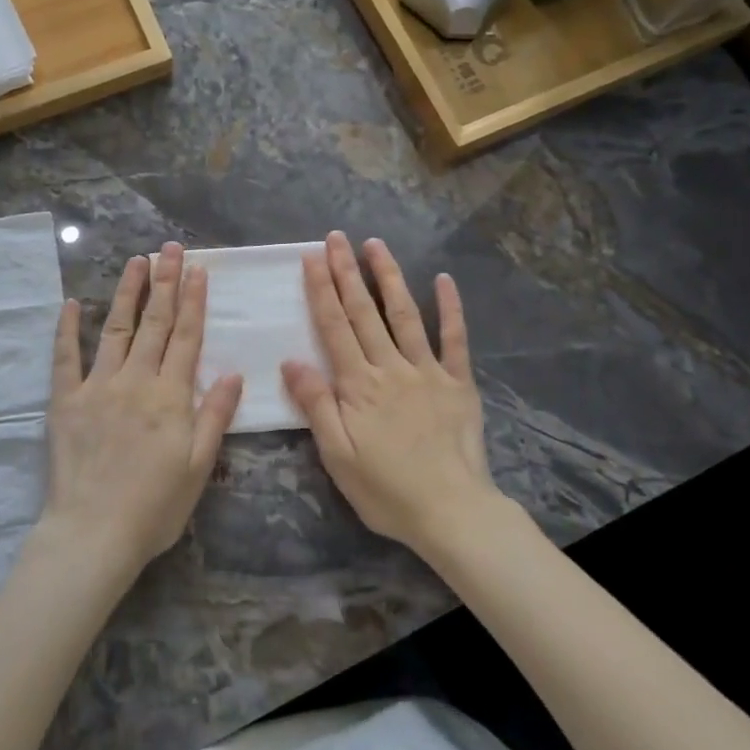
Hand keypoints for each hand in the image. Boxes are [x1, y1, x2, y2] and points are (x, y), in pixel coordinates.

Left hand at [41, 242, 242, 572]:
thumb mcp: (199, 466)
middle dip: (165, 282)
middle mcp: (136, 380)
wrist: (94, 533)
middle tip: (170, 248)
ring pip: (115, 328)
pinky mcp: (66, 400)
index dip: (193, 301)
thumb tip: (235, 373)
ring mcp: (98, 386)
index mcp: (170, 396)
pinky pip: (65, 357)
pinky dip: (66, 329)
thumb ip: (215, 416)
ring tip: (136, 261)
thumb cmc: (155, 507)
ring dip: (127, 292)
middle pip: (155, 323)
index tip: (198, 269)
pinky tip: (70, 304)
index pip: (186, 337)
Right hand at [281, 232, 500, 557]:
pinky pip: (455, 339)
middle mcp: (391, 367)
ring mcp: (428, 371)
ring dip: (389, 277)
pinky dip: (451, 308)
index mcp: (359, 385)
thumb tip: (291, 361)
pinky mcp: (458, 383)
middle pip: (364, 312)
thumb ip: (316, 405)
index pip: (334, 328)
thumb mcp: (337, 456)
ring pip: (405, 315)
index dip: (321, 290)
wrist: (452, 513)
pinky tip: (444, 280)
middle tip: (336, 237)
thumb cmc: (386, 490)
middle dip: (347, 272)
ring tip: (376, 245)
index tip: (312, 257)